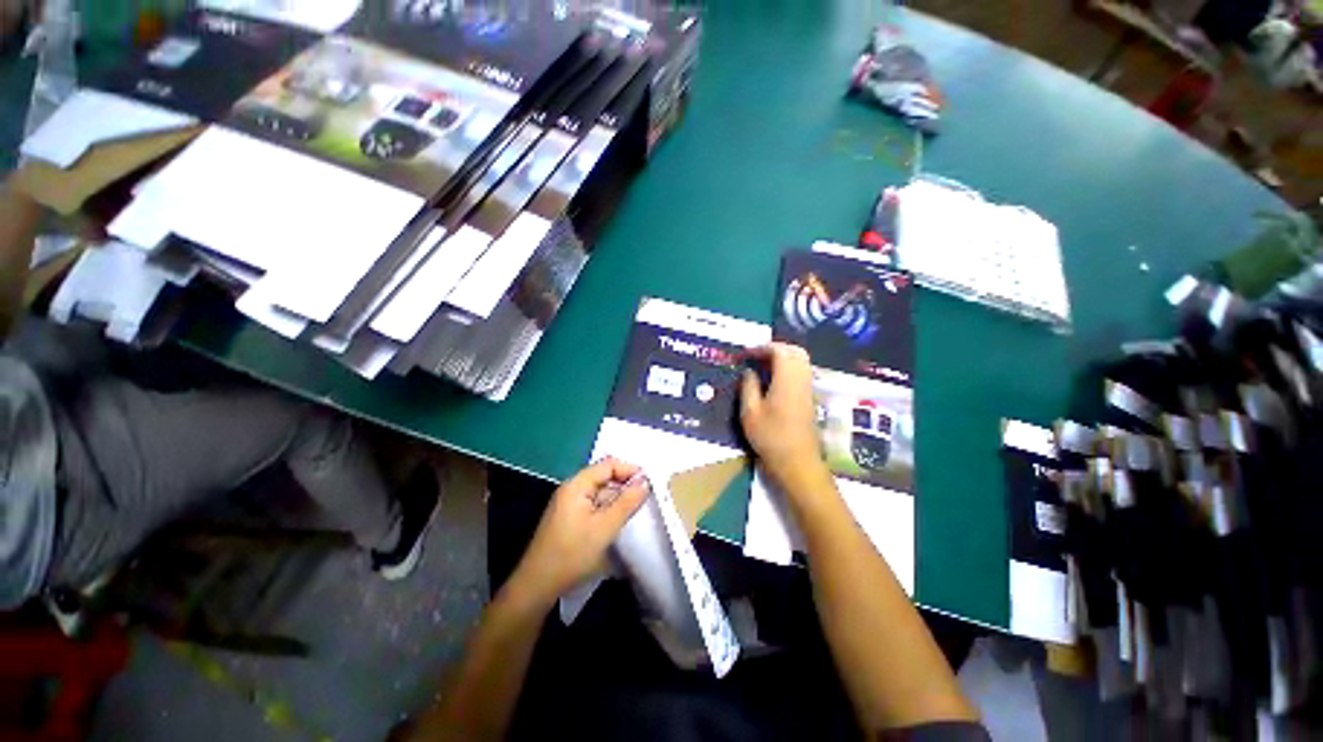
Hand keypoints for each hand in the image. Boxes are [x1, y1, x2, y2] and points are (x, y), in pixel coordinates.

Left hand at [510, 458, 649, 602]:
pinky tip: (619, 520)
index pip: (608, 465)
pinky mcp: (570, 519)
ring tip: (636, 509)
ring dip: (618, 498)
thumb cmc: (572, 554)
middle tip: (646, 497)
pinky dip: (609, 508)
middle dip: (625, 484)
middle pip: (604, 476)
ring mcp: (570, 504)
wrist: (537, 586)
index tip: (648, 483)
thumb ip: (627, 502)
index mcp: (577, 485)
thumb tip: (645, 482)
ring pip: (600, 492)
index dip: (629, 470)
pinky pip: (594, 505)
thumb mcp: (605, 527)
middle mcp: (572, 489)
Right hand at [740, 343, 831, 495]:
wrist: (797, 461)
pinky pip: (802, 372)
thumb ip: (749, 387)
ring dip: (783, 357)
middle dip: (776, 348)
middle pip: (795, 351)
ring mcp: (808, 389)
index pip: (779, 351)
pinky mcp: (809, 398)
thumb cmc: (770, 437)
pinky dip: (789, 367)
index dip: (762, 348)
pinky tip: (773, 379)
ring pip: (801, 361)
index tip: (746, 354)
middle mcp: (801, 380)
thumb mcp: (750, 412)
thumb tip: (749, 371)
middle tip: (756, 356)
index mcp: (786, 380)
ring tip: (763, 365)